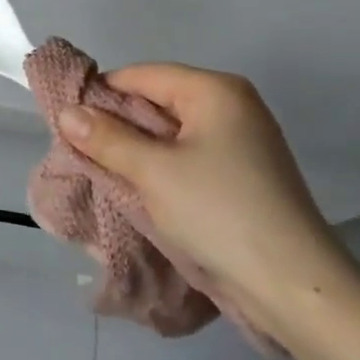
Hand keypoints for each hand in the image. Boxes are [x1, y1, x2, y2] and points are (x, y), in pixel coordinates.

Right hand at [57, 64, 359, 342]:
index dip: (100, 94)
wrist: (292, 284)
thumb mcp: (153, 171)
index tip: (67, 123)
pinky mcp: (243, 173)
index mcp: (215, 90)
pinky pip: (188, 155)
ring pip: (171, 132)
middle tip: (79, 150)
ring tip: (103, 171)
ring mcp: (241, 140)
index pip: (141, 75)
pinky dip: (161, 167)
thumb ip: (106, 138)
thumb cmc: (219, 212)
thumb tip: (66, 112)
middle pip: (157, 100)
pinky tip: (138, 187)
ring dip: (137, 150)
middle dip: (117, 124)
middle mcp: (232, 105)